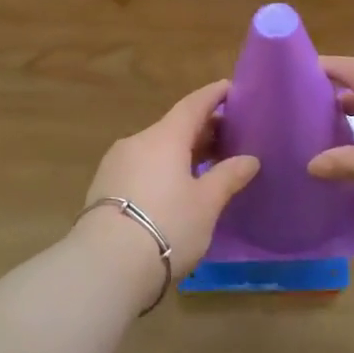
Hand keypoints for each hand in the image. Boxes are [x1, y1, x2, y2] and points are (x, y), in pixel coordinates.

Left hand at [76, 80, 259, 286]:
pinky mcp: (103, 187)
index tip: (230, 88)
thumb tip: (249, 159)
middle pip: (174, 126)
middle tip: (228, 136)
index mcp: (164, 137)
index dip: (213, 95)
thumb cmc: (166, 225)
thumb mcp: (206, 204)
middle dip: (202, 128)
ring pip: (155, 147)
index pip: (193, 105)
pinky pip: (141, 165)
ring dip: (181, 151)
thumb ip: (228, 177)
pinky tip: (174, 186)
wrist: (105, 264)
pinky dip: (162, 167)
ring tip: (204, 164)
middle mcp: (137, 141)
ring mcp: (116, 163)